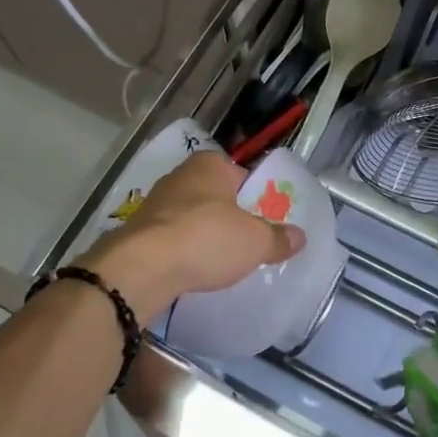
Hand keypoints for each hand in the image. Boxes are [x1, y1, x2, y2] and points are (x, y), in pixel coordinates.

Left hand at [81, 151, 304, 321]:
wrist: (142, 268)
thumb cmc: (206, 239)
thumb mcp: (255, 241)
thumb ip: (278, 238)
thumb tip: (300, 236)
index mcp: (210, 165)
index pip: (241, 174)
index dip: (255, 196)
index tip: (265, 220)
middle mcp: (180, 176)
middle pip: (215, 195)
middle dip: (229, 216)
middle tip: (248, 242)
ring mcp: (154, 204)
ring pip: (190, 217)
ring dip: (203, 235)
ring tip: (222, 261)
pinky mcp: (137, 232)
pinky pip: (171, 239)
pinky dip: (183, 251)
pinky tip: (194, 271)